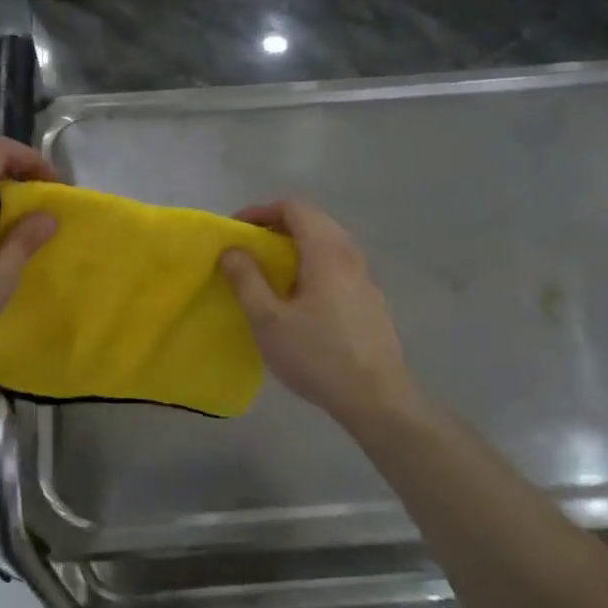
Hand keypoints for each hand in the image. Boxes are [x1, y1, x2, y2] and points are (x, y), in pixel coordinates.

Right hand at [220, 200, 416, 426]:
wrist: (376, 398)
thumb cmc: (317, 356)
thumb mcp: (269, 320)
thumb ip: (246, 280)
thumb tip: (231, 249)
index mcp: (326, 252)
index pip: (295, 209)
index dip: (261, 211)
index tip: (236, 230)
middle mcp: (350, 256)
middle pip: (314, 221)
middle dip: (278, 226)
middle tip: (250, 248)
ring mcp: (365, 278)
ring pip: (329, 244)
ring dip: (297, 246)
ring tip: (271, 271)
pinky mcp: (370, 300)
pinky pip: (338, 266)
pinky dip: (313, 264)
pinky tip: (300, 297)